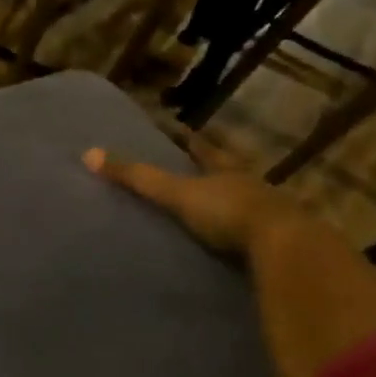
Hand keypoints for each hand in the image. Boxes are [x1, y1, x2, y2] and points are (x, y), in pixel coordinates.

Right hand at [82, 145, 300, 256]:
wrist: (285, 247)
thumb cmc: (228, 212)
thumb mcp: (178, 193)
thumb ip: (138, 178)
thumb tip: (90, 154)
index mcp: (226, 170)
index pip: (205, 149)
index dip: (190, 140)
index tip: (180, 129)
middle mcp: (250, 187)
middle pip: (228, 173)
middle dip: (213, 170)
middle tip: (195, 170)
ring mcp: (269, 215)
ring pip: (246, 202)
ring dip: (231, 203)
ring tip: (211, 209)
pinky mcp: (278, 245)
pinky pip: (256, 236)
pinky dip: (243, 236)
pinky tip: (233, 246)